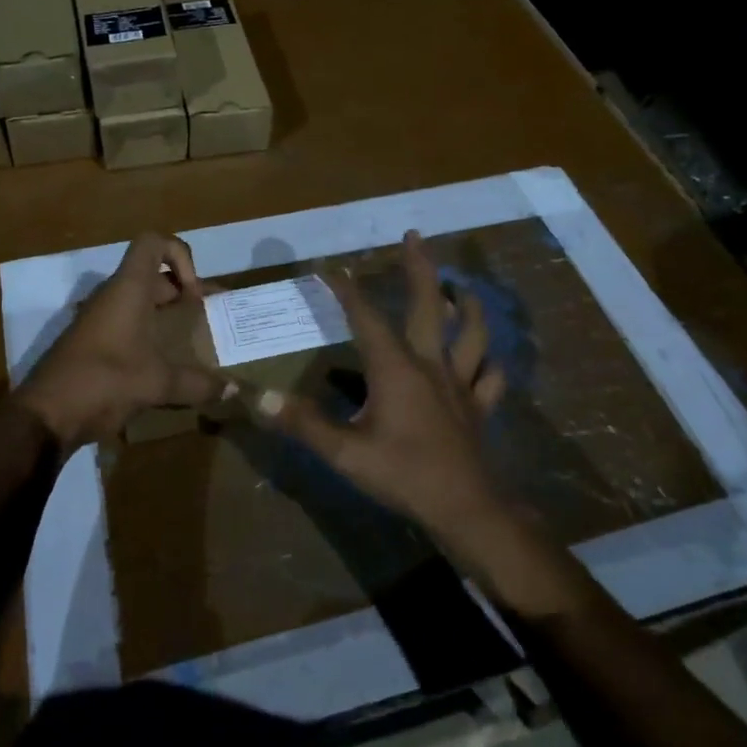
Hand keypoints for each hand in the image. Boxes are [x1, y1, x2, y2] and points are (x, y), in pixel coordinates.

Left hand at [16, 232, 224, 452]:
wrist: (46, 414)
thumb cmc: (105, 381)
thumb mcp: (158, 383)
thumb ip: (198, 384)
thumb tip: (234, 390)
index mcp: (129, 289)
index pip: (153, 243)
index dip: (180, 256)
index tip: (194, 294)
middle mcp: (113, 296)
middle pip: (152, 276)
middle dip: (183, 292)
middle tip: (208, 317)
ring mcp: (99, 320)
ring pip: (139, 302)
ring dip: (166, 315)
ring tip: (192, 341)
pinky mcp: (92, 344)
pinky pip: (127, 326)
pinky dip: (149, 335)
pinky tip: (164, 365)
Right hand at [259, 231, 575, 616]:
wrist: (466, 510)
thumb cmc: (403, 475)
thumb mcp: (345, 452)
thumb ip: (303, 423)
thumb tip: (257, 398)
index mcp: (395, 368)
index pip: (366, 317)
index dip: (346, 290)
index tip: (330, 268)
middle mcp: (430, 364)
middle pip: (428, 305)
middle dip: (420, 267)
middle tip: (415, 236)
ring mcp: (459, 384)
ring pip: (470, 333)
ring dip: (467, 305)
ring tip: (462, 288)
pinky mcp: (478, 407)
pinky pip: (489, 377)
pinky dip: (488, 362)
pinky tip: (486, 358)